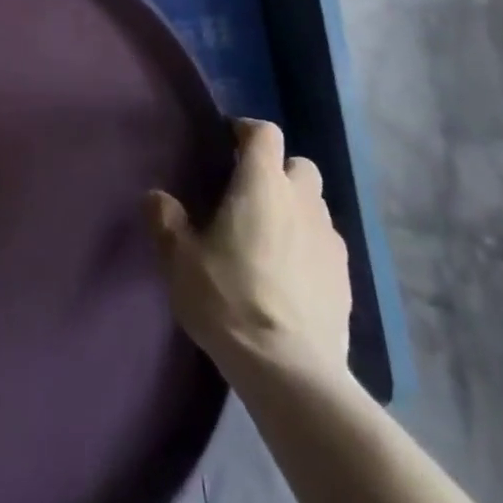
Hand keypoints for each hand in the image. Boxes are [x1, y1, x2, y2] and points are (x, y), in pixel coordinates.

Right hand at [147, 118, 351, 381]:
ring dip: (296, 209)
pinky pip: (327, 244)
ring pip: (316, 205)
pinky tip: (292, 275)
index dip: (247, 131)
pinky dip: (310, 246)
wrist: (290, 371)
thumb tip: (157, 196)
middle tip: (251, 195)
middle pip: (298, 165)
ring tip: (272, 237)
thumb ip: (166, 220)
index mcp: (262, 183)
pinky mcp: (346, 278)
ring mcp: (330, 239)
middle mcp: (302, 200)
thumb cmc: (228, 299)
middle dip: (278, 171)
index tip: (228, 143)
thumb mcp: (180, 260)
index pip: (264, 132)